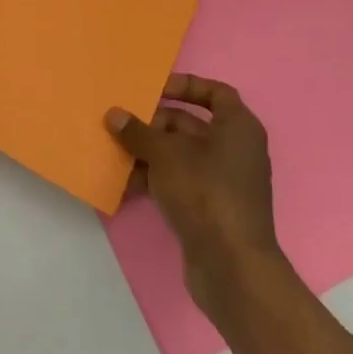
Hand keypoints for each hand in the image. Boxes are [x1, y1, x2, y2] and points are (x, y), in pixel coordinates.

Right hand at [107, 77, 286, 312]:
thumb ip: (137, 131)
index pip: (215, 92)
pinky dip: (157, 179)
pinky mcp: (213, 209)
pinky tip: (127, 184)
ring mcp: (225, 182)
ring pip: (182, 155)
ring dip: (150, 153)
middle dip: (155, 124)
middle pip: (191, 124)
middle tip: (123, 124)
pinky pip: (181, 182)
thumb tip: (114, 115)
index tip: (154, 91)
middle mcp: (236, 150)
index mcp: (238, 127)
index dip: (185, 86)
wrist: (232, 268)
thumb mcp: (164, 154)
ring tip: (117, 153)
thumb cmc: (204, 192)